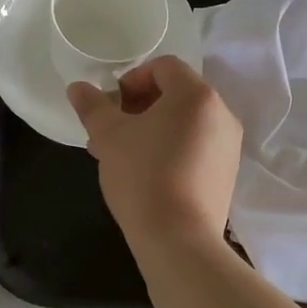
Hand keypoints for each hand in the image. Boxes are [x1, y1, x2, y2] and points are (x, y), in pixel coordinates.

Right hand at [66, 56, 241, 256]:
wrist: (179, 241)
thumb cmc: (142, 175)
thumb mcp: (108, 136)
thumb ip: (93, 106)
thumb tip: (77, 87)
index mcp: (196, 94)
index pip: (164, 66)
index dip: (133, 79)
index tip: (113, 105)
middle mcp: (221, 113)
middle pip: (176, 92)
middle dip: (140, 105)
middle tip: (113, 129)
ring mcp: (229, 145)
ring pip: (185, 121)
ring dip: (153, 127)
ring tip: (123, 154)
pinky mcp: (228, 173)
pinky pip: (197, 145)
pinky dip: (172, 147)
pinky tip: (147, 173)